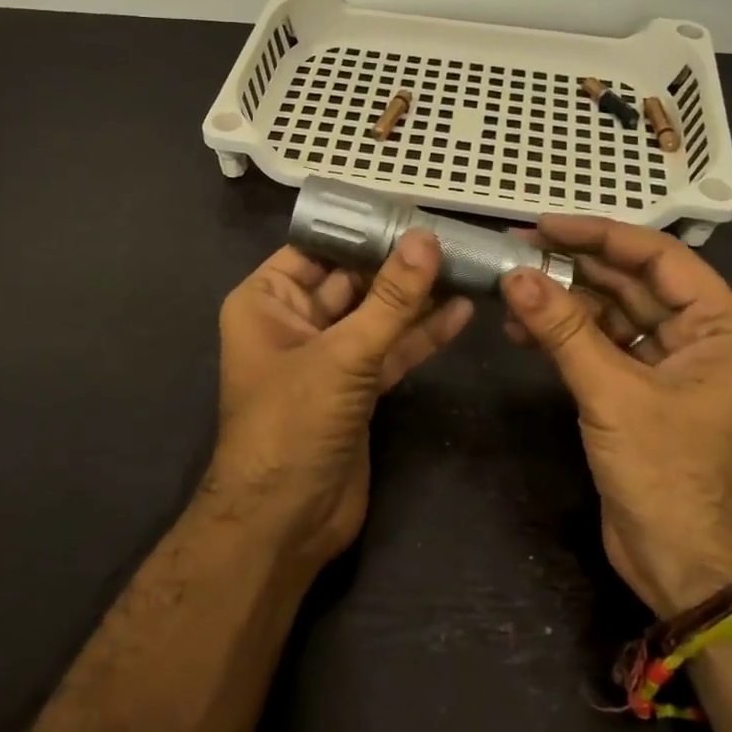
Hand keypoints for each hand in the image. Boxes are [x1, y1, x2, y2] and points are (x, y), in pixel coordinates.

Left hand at [211, 231, 473, 569]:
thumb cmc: (292, 424)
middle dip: (397, 262)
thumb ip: (390, 300)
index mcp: (266, 301)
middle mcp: (293, 322)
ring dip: (416, 297)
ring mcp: (327, 357)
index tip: (411, 208)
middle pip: (351, 279)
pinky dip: (420, 335)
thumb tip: (426, 239)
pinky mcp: (356, 388)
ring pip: (376, 316)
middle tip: (451, 236)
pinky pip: (390, 351)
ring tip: (465, 267)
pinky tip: (460, 312)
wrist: (284, 522)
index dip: (361, 228)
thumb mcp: (341, 355)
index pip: (316, 248)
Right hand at [499, 216, 731, 615]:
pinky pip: (601, 349)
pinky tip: (524, 330)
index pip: (659, 258)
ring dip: (564, 305)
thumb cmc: (670, 475)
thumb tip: (516, 275)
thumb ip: (565, 331)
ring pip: (612, 317)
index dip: (600, 236)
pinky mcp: (641, 394)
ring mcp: (670, 367)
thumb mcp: (614, 395)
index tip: (544, 225)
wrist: (688, 568)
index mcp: (724, 328)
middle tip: (516, 251)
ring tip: (511, 292)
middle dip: (575, 269)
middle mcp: (702, 338)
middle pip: (633, 284)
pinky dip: (566, 339)